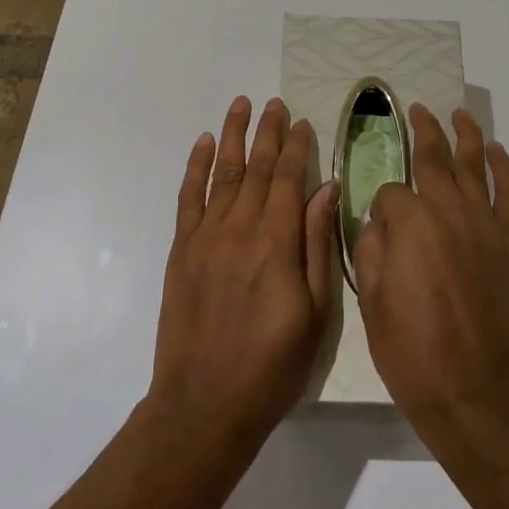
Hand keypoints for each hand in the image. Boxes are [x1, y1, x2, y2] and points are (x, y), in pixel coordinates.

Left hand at [148, 97, 339, 445]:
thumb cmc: (273, 365)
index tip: (303, 121)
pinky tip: (202, 144)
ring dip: (232, 136)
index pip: (288, 179)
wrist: (204, 405)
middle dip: (267, 132)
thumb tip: (327, 189)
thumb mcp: (315, 312)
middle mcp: (239, 229)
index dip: (297, 147)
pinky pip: (188, 198)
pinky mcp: (182, 250)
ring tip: (239, 105)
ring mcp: (205, 237)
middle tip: (274, 103)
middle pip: (256, 168)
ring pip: (222, 173)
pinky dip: (195, 167)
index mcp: (276, 243)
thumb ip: (318, 244)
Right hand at [354, 106, 508, 444]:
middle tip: (417, 111)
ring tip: (458, 114)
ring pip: (474, 164)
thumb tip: (381, 220)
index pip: (390, 192)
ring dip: (465, 135)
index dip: (381, 205)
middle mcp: (447, 209)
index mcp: (409, 223)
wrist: (473, 390)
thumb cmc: (411, 351)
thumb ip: (372, 248)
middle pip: (433, 158)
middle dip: (422, 131)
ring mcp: (484, 223)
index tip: (380, 225)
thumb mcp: (370, 300)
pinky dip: (505, 167)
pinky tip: (497, 151)